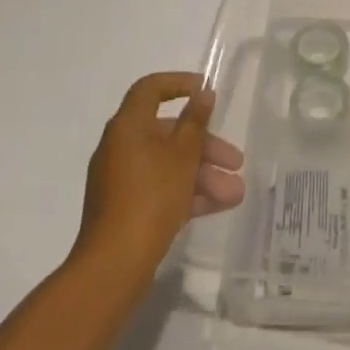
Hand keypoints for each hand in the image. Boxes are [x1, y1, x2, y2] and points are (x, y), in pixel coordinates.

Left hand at [75, 72, 245, 274]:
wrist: (114, 266)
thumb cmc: (151, 196)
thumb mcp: (183, 154)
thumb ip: (195, 121)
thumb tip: (202, 94)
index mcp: (128, 126)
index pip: (150, 89)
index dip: (179, 83)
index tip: (206, 91)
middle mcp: (120, 147)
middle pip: (167, 133)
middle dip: (206, 146)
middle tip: (235, 161)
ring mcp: (121, 180)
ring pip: (168, 165)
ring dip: (203, 174)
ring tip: (235, 194)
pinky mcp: (125, 209)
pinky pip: (160, 189)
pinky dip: (186, 193)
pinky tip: (218, 206)